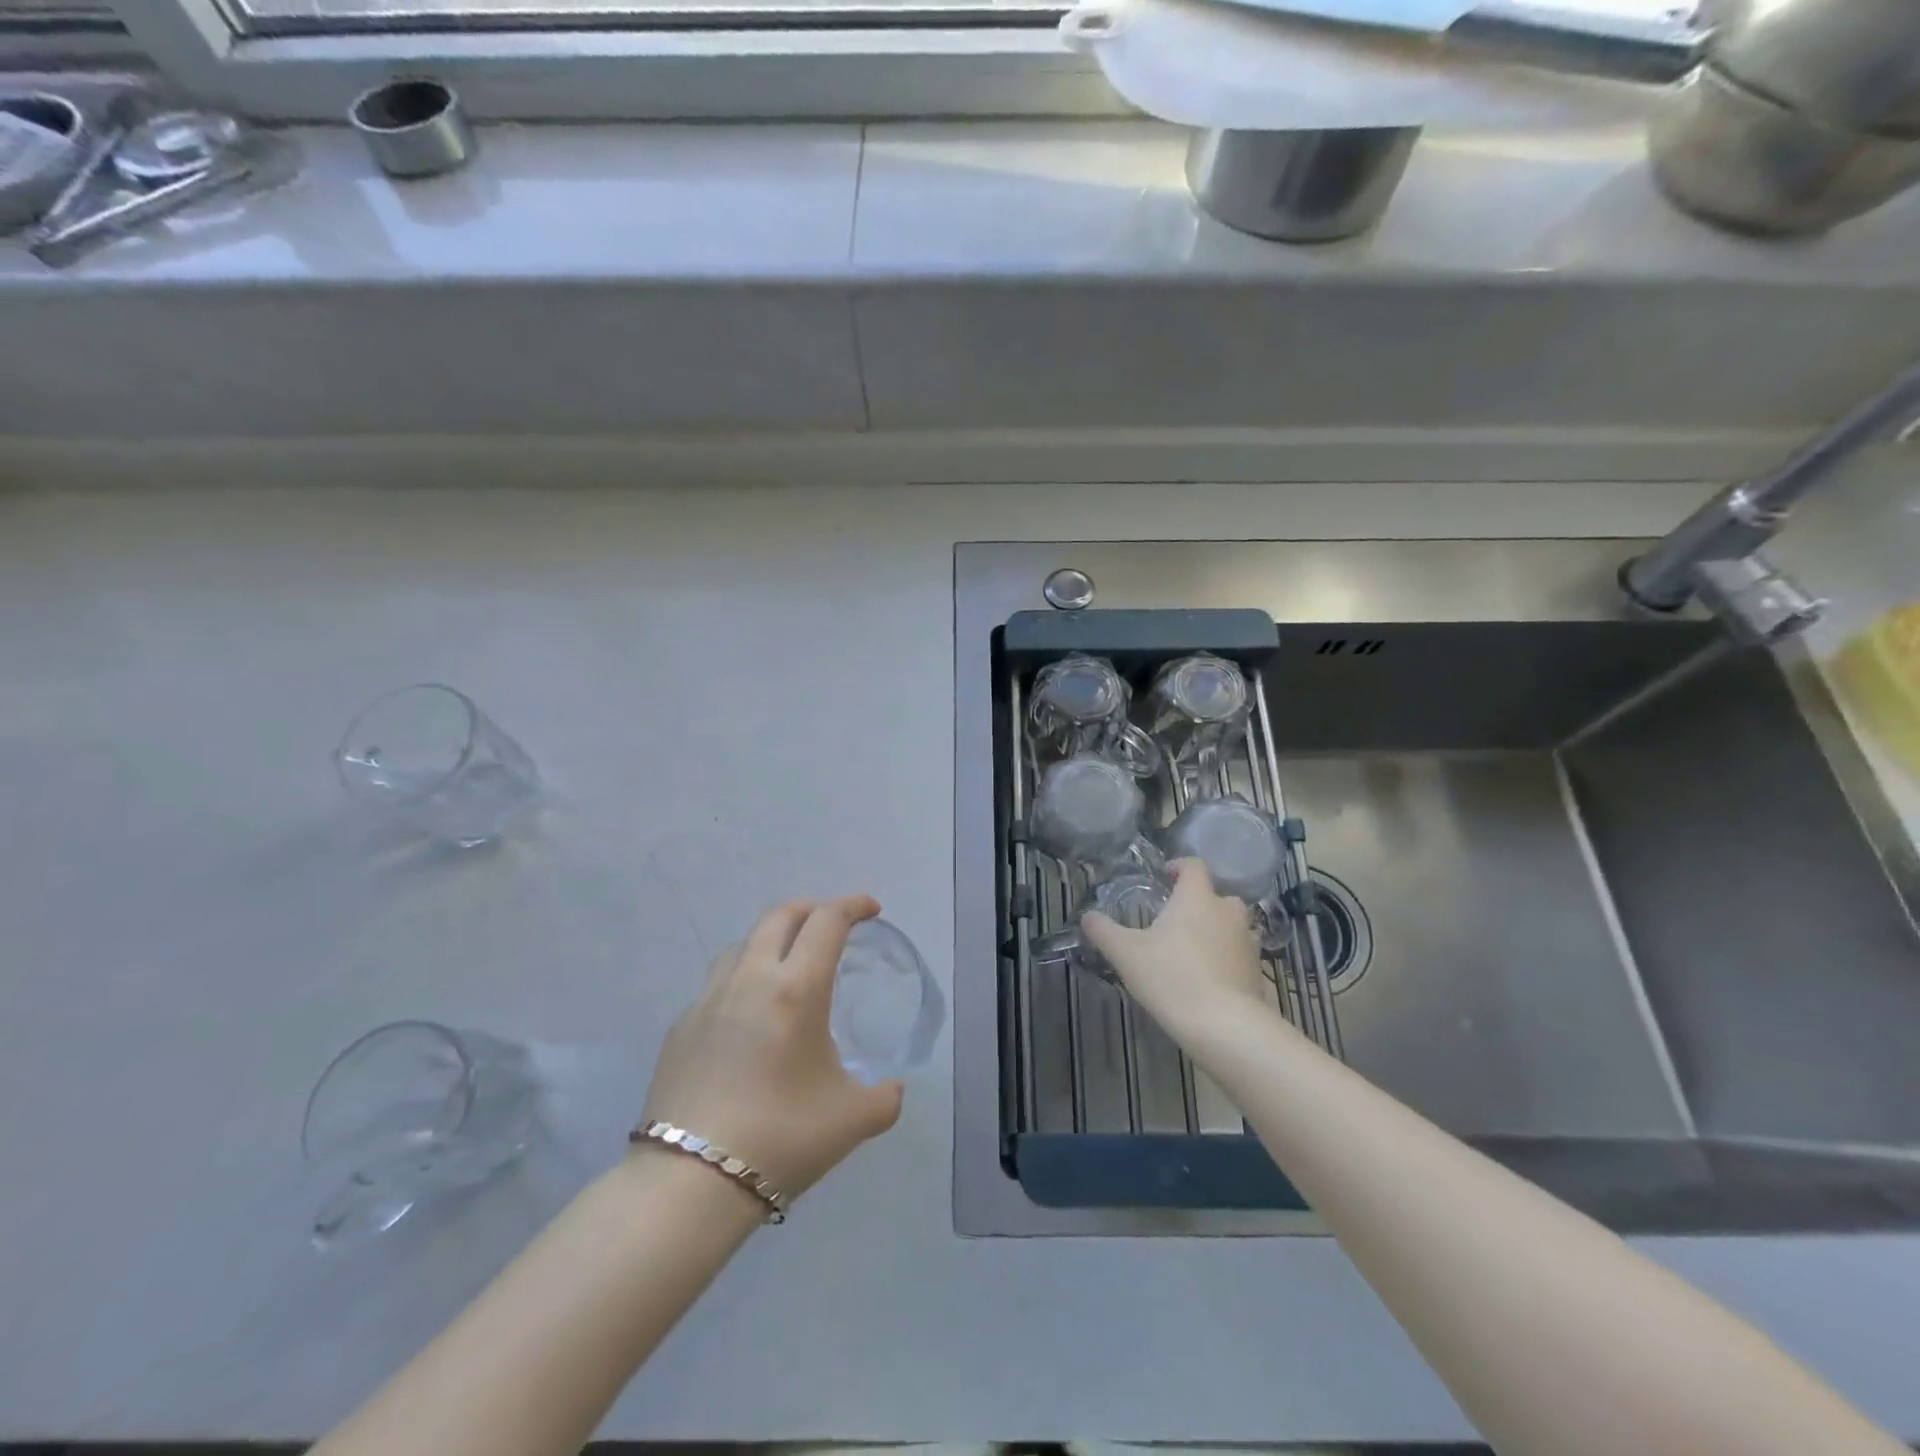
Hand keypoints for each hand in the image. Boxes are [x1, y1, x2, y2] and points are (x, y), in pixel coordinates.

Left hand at [642, 896, 903, 1200]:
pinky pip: (717, 982)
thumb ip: (885, 1097)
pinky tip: (748, 1015)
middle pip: (780, 915)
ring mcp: (708, 999)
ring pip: (743, 942)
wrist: (690, 1183)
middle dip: (811, 909)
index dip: (853, 905)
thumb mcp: (853, 1120)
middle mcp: (751, 979)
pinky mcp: (680, 1026)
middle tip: (831, 926)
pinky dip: (743, 977)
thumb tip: (891, 1088)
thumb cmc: (782, 1139)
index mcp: (796, 989)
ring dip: (772, 938)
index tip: (871, 909)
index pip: (827, 921)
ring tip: (788, 963)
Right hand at [1082, 859, 1277, 1044]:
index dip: (1178, 867)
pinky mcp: (1258, 971)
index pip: (1194, 866)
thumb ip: (1103, 931)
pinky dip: (1228, 959)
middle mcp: (1227, 911)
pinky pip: (1241, 955)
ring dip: (1217, 930)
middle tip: (1176, 920)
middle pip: (1217, 895)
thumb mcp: (1125, 953)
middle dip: (1199, 903)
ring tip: (1193, 950)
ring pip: (1232, 925)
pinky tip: (1211, 979)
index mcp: (1196, 898)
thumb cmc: (1171, 977)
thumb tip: (1087, 916)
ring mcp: (1248, 942)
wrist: (1225, 1026)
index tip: (1164, 877)